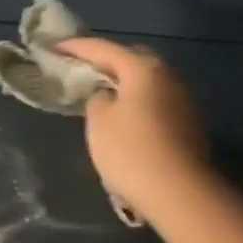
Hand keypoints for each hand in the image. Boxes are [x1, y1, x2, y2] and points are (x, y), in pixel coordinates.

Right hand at [56, 37, 212, 221]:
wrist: (181, 195)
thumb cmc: (132, 152)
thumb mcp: (99, 123)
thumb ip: (97, 100)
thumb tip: (107, 97)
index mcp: (143, 68)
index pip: (103, 48)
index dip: (76, 48)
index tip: (54, 48)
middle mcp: (167, 76)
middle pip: (130, 60)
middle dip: (104, 62)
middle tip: (80, 69)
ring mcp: (182, 100)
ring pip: (145, 83)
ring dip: (123, 85)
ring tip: (99, 94)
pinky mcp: (188, 124)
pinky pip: (155, 103)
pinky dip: (136, 103)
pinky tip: (124, 118)